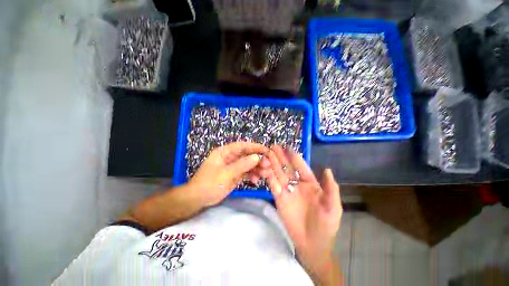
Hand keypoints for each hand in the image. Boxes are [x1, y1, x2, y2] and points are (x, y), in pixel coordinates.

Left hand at [188, 142, 267, 206]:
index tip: (267, 150)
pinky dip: (252, 175)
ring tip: (266, 174)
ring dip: (257, 168)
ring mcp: (233, 166)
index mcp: (225, 152)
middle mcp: (230, 157)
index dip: (255, 147)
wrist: (198, 199)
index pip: (242, 146)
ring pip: (248, 164)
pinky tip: (256, 180)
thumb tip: (257, 157)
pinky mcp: (235, 175)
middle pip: (247, 155)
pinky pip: (246, 173)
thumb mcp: (226, 174)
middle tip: (269, 165)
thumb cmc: (209, 184)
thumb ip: (241, 165)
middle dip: (258, 160)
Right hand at [264, 146, 341, 276]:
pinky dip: (269, 176)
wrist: (313, 244)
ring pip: (279, 174)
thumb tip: (327, 169)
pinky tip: (265, 168)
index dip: (294, 157)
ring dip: (273, 163)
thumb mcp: (332, 207)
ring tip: (267, 153)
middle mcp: (297, 183)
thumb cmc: (326, 225)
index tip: (287, 147)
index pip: (301, 167)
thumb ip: (331, 188)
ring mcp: (287, 190)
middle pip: (287, 167)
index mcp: (310, 183)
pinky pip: (273, 184)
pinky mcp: (279, 197)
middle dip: (281, 157)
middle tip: (273, 146)